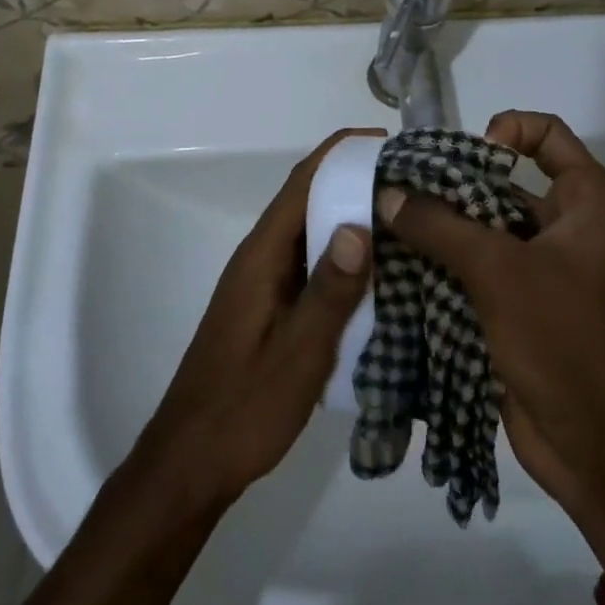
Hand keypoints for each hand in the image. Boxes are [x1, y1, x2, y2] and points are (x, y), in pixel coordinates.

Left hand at [137, 129, 376, 507]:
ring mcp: (265, 284)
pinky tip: (380, 273)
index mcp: (262, 256)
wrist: (191, 463)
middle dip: (354, 181)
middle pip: (308, 201)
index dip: (342, 153)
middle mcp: (261, 258)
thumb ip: (329, 291)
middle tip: (412, 182)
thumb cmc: (243, 407)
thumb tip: (359, 223)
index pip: (303, 182)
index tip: (388, 141)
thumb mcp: (297, 353)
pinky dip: (344, 256)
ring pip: (312, 233)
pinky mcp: (272, 308)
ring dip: (351, 217)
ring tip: (406, 218)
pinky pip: (312, 265)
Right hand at [377, 110, 604, 583]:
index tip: (464, 158)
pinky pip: (476, 273)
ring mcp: (542, 272)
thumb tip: (388, 193)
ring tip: (384, 225)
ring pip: (483, 231)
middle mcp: (566, 229)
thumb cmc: (568, 341)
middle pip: (503, 183)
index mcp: (586, 204)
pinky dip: (441, 267)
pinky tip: (396, 267)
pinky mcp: (518, 311)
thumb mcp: (501, 271)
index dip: (506, 132)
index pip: (547, 134)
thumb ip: (440, 226)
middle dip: (451, 185)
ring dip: (439, 229)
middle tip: (396, 189)